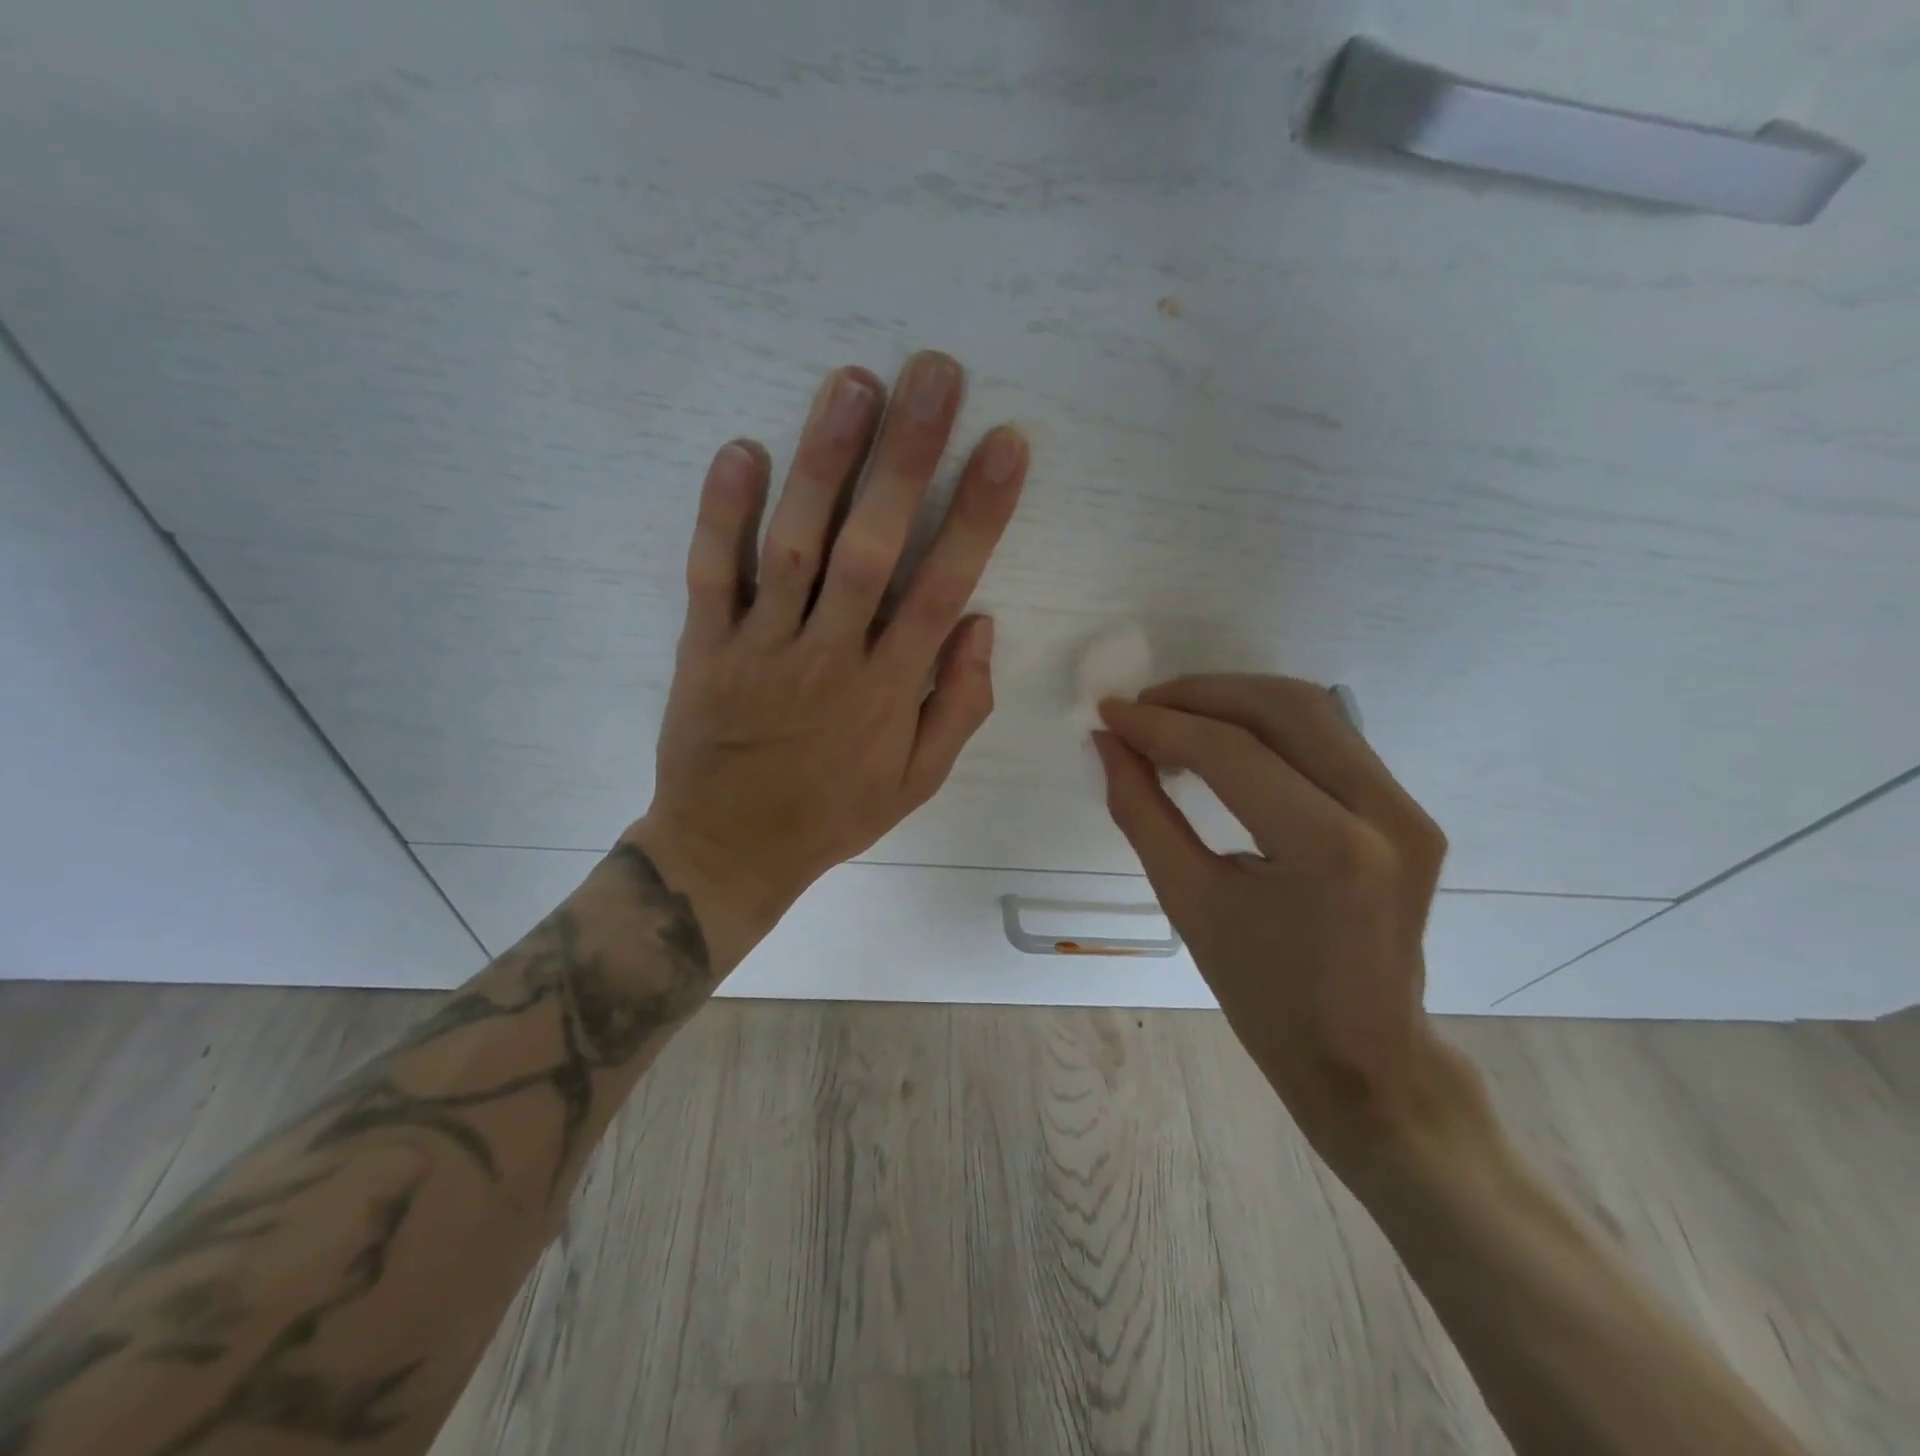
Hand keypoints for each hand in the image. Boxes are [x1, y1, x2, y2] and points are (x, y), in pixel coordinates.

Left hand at [630, 352, 1028, 969]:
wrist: (729, 849)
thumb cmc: (833, 813)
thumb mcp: (917, 782)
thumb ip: (958, 706)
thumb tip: (980, 622)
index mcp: (888, 691)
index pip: (942, 587)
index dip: (978, 514)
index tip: (1004, 444)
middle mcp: (829, 657)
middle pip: (872, 548)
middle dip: (906, 458)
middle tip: (931, 373)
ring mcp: (762, 649)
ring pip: (795, 547)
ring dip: (823, 464)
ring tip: (851, 384)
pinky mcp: (703, 648)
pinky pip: (711, 575)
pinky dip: (721, 514)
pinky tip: (739, 449)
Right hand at [1095, 676, 1466, 1164]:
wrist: (1364, 1057)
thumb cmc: (1264, 996)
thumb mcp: (1187, 902)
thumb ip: (1142, 811)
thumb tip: (1108, 743)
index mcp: (1329, 851)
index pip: (1232, 753)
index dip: (1160, 725)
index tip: (1108, 713)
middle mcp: (1385, 814)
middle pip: (1285, 707)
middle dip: (1201, 694)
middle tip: (1140, 708)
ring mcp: (1408, 810)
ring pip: (1313, 711)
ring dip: (1234, 701)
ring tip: (1172, 719)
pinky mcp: (1409, 812)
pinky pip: (1330, 739)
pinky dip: (1267, 726)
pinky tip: (1221, 741)